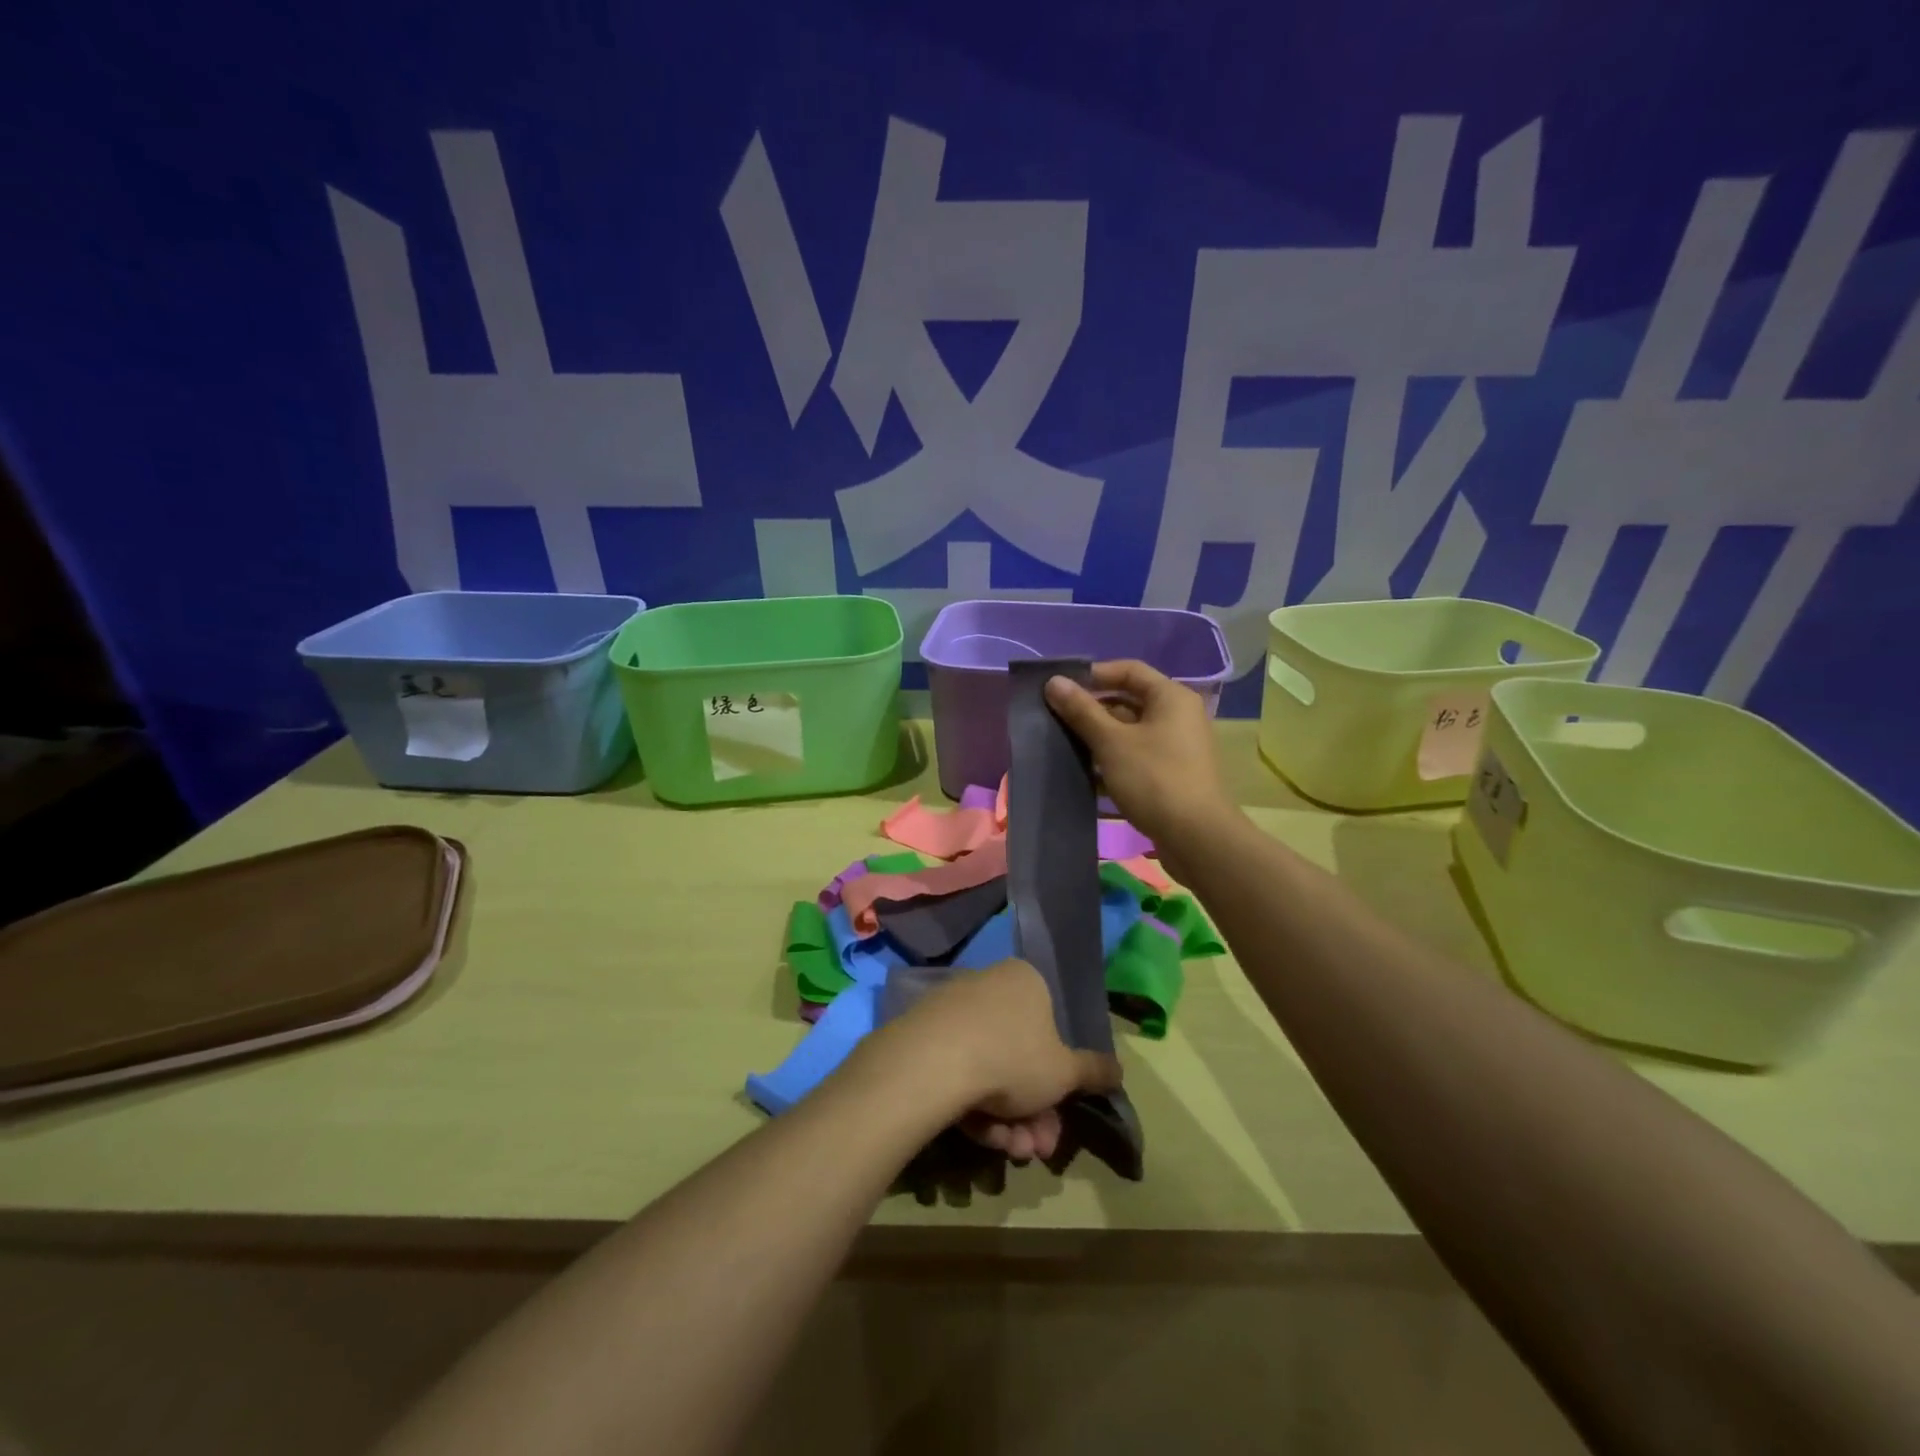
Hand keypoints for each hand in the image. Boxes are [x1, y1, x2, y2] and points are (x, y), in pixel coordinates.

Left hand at [891, 959, 1120, 1162]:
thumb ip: (1093, 1071)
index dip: (1058, 1081)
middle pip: (1020, 1057)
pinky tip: (978, 1135)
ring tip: (1008, 1150)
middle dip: (1033, 1112)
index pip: (1050, 1028)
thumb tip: (1119, 1069)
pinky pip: (958, 1072)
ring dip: (1006, 1118)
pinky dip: (973, 1106)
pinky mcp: (923, 1035)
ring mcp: (952, 1009)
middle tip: (1035, 1149)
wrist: (932, 1062)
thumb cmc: (1012, 1057)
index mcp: (1025, 981)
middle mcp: (988, 985)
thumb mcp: (1065, 1072)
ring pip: (990, 1070)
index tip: (1057, 1117)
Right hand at [1044, 660, 1235, 853]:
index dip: (1094, 675)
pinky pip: (1137, 757)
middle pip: (1129, 701)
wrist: (1196, 838)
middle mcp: (1179, 716)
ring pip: (1131, 732)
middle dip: (1092, 709)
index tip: (1062, 688)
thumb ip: (1081, 710)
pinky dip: (1113, 761)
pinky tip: (1085, 775)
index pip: (1129, 670)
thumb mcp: (1111, 742)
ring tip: (1064, 745)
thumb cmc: (1154, 779)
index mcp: (1171, 697)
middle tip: (1057, 718)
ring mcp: (1177, 747)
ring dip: (1099, 738)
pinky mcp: (1171, 775)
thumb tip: (1053, 681)